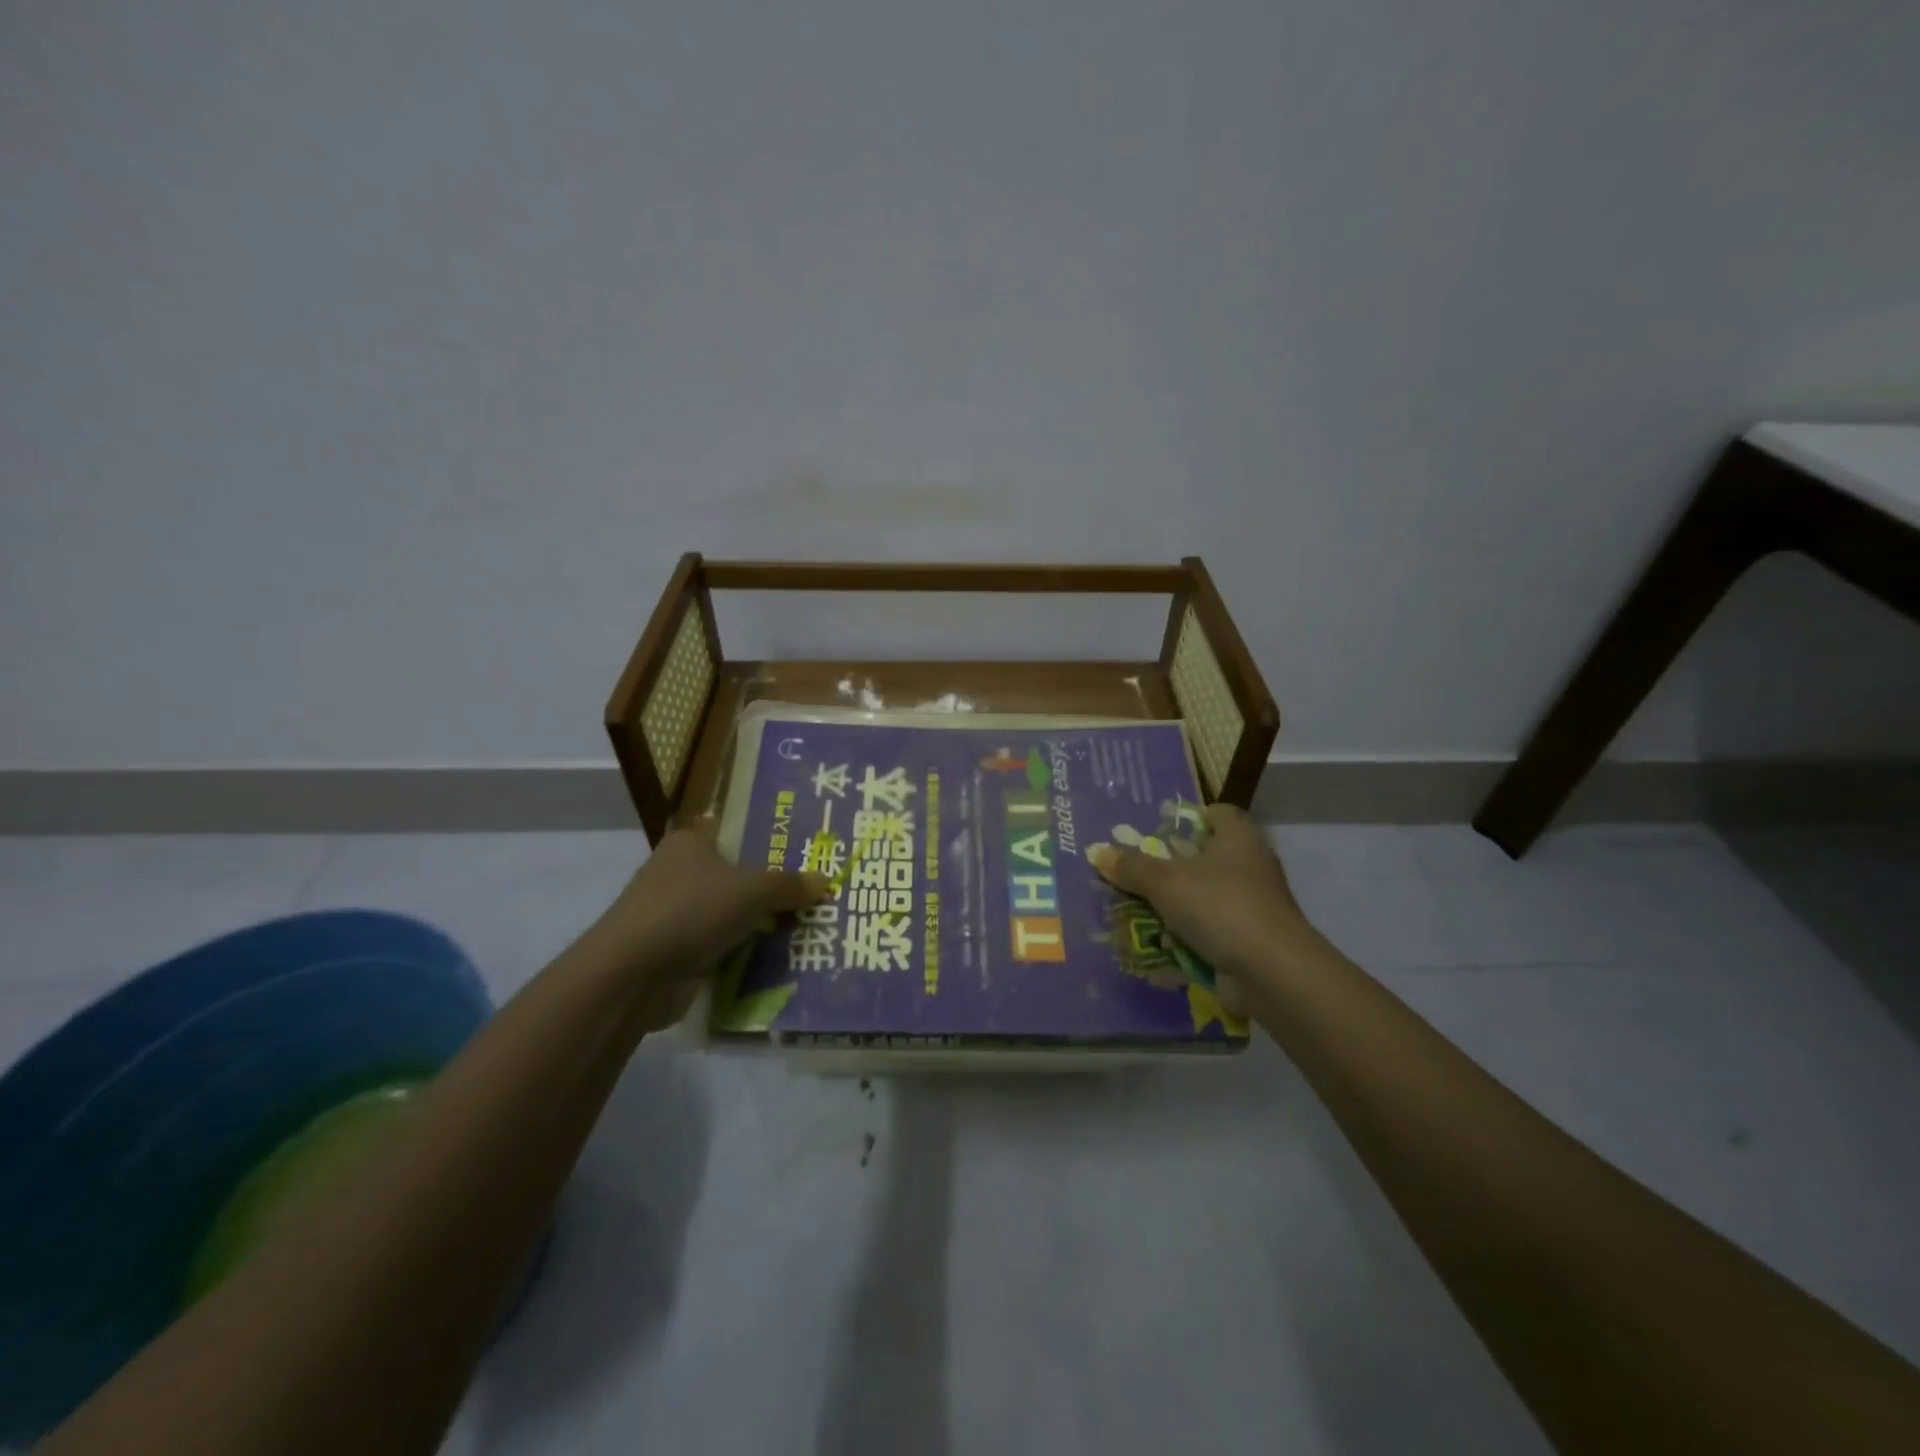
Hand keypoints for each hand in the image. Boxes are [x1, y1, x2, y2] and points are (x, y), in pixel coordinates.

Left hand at [584, 824, 828, 1028]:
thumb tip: (826, 880)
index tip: (804, 853)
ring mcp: (675, 914)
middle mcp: (679, 872)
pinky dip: (743, 952)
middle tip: (816, 893)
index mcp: (691, 843)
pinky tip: (780, 958)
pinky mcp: (676, 951)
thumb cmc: (691, 912)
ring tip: (808, 926)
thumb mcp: (752, 891)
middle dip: (771, 888)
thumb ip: (789, 885)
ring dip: (759, 924)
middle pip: (737, 876)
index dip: (769, 841)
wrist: (632, 977)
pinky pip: (721, 945)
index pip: (736, 833)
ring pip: (731, 913)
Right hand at [1086, 805, 1313, 1015]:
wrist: (1271, 972)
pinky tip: (1153, 950)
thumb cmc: (1220, 907)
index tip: (1157, 829)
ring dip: (1170, 909)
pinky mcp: (1248, 941)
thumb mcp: (1166, 882)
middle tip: (1131, 873)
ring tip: (1131, 913)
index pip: (1217, 814)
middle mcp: (1249, 867)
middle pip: (1203, 858)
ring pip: (1202, 899)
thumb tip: (1096, 851)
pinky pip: (1207, 934)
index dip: (1188, 818)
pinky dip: (1183, 941)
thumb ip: (1131, 867)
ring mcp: (1251, 907)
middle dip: (1166, 868)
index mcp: (1238, 839)